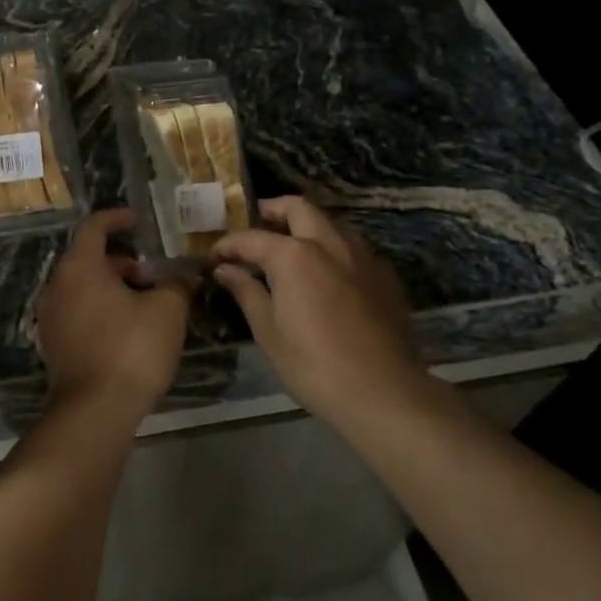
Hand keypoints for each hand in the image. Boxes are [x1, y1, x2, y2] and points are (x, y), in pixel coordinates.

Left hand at [36, 207, 194, 418]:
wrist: (95, 411)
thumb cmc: (131, 349)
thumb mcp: (167, 310)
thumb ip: (176, 284)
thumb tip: (185, 275)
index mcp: (80, 267)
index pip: (94, 227)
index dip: (117, 219)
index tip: (138, 221)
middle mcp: (57, 286)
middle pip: (89, 259)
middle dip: (123, 263)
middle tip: (153, 278)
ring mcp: (50, 318)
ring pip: (83, 288)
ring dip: (113, 289)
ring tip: (145, 307)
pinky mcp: (53, 345)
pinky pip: (78, 313)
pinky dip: (100, 310)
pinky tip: (127, 331)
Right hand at [212, 197, 430, 426]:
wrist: (384, 392)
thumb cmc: (314, 365)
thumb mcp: (269, 332)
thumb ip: (247, 293)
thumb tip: (225, 270)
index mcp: (294, 255)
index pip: (252, 238)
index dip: (229, 245)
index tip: (215, 256)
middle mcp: (329, 244)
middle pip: (300, 208)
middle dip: (274, 209)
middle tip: (258, 221)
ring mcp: (362, 257)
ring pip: (331, 223)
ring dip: (308, 225)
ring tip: (291, 246)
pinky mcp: (385, 276)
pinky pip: (353, 248)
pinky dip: (333, 249)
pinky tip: (327, 273)